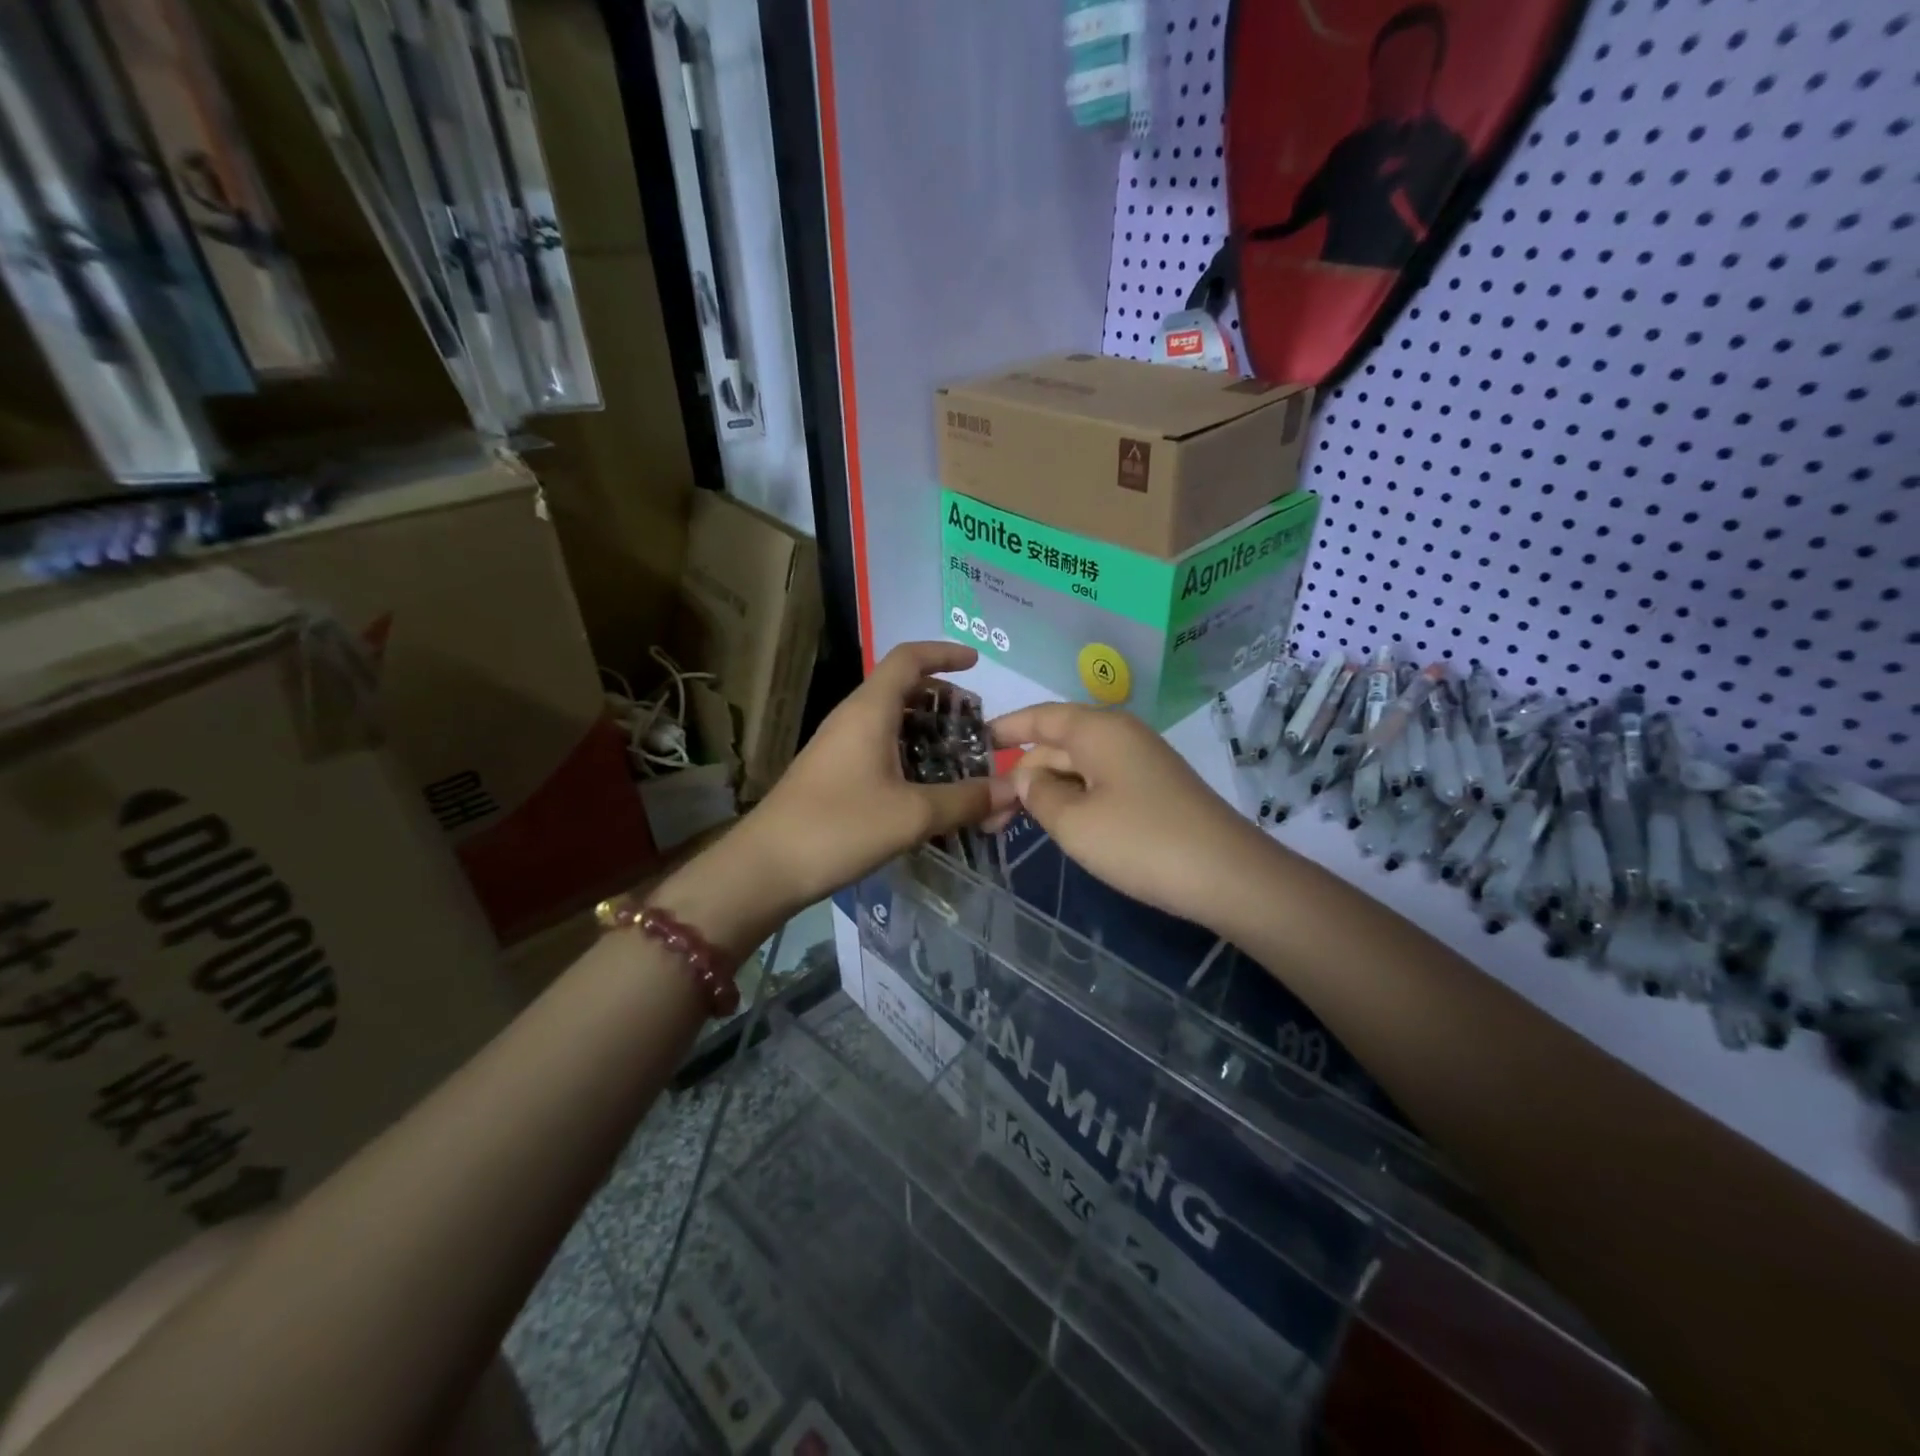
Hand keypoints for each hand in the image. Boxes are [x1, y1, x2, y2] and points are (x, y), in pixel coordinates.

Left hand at [732, 642, 1016, 912]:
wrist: (765, 868)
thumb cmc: (839, 828)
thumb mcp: (912, 815)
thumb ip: (967, 800)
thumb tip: (1015, 790)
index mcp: (869, 710)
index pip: (909, 658)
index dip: (944, 653)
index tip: (977, 663)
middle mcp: (852, 718)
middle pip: (903, 689)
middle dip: (943, 701)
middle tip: (976, 729)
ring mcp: (839, 746)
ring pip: (891, 722)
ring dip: (927, 732)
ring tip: (961, 760)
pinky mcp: (833, 773)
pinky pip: (879, 748)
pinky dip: (909, 756)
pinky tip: (927, 790)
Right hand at [991, 702, 1271, 933]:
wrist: (1227, 875)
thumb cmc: (1140, 842)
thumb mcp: (1073, 822)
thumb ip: (1038, 793)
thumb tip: (1027, 776)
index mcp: (1097, 730)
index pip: (1040, 717)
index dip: (1005, 728)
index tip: (973, 743)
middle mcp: (1119, 736)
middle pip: (1057, 744)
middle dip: (1020, 773)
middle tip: (985, 810)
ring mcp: (1140, 762)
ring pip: (1078, 767)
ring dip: (1045, 790)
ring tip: (1010, 823)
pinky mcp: (1153, 789)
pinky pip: (1100, 783)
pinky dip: (1073, 799)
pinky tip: (1057, 824)